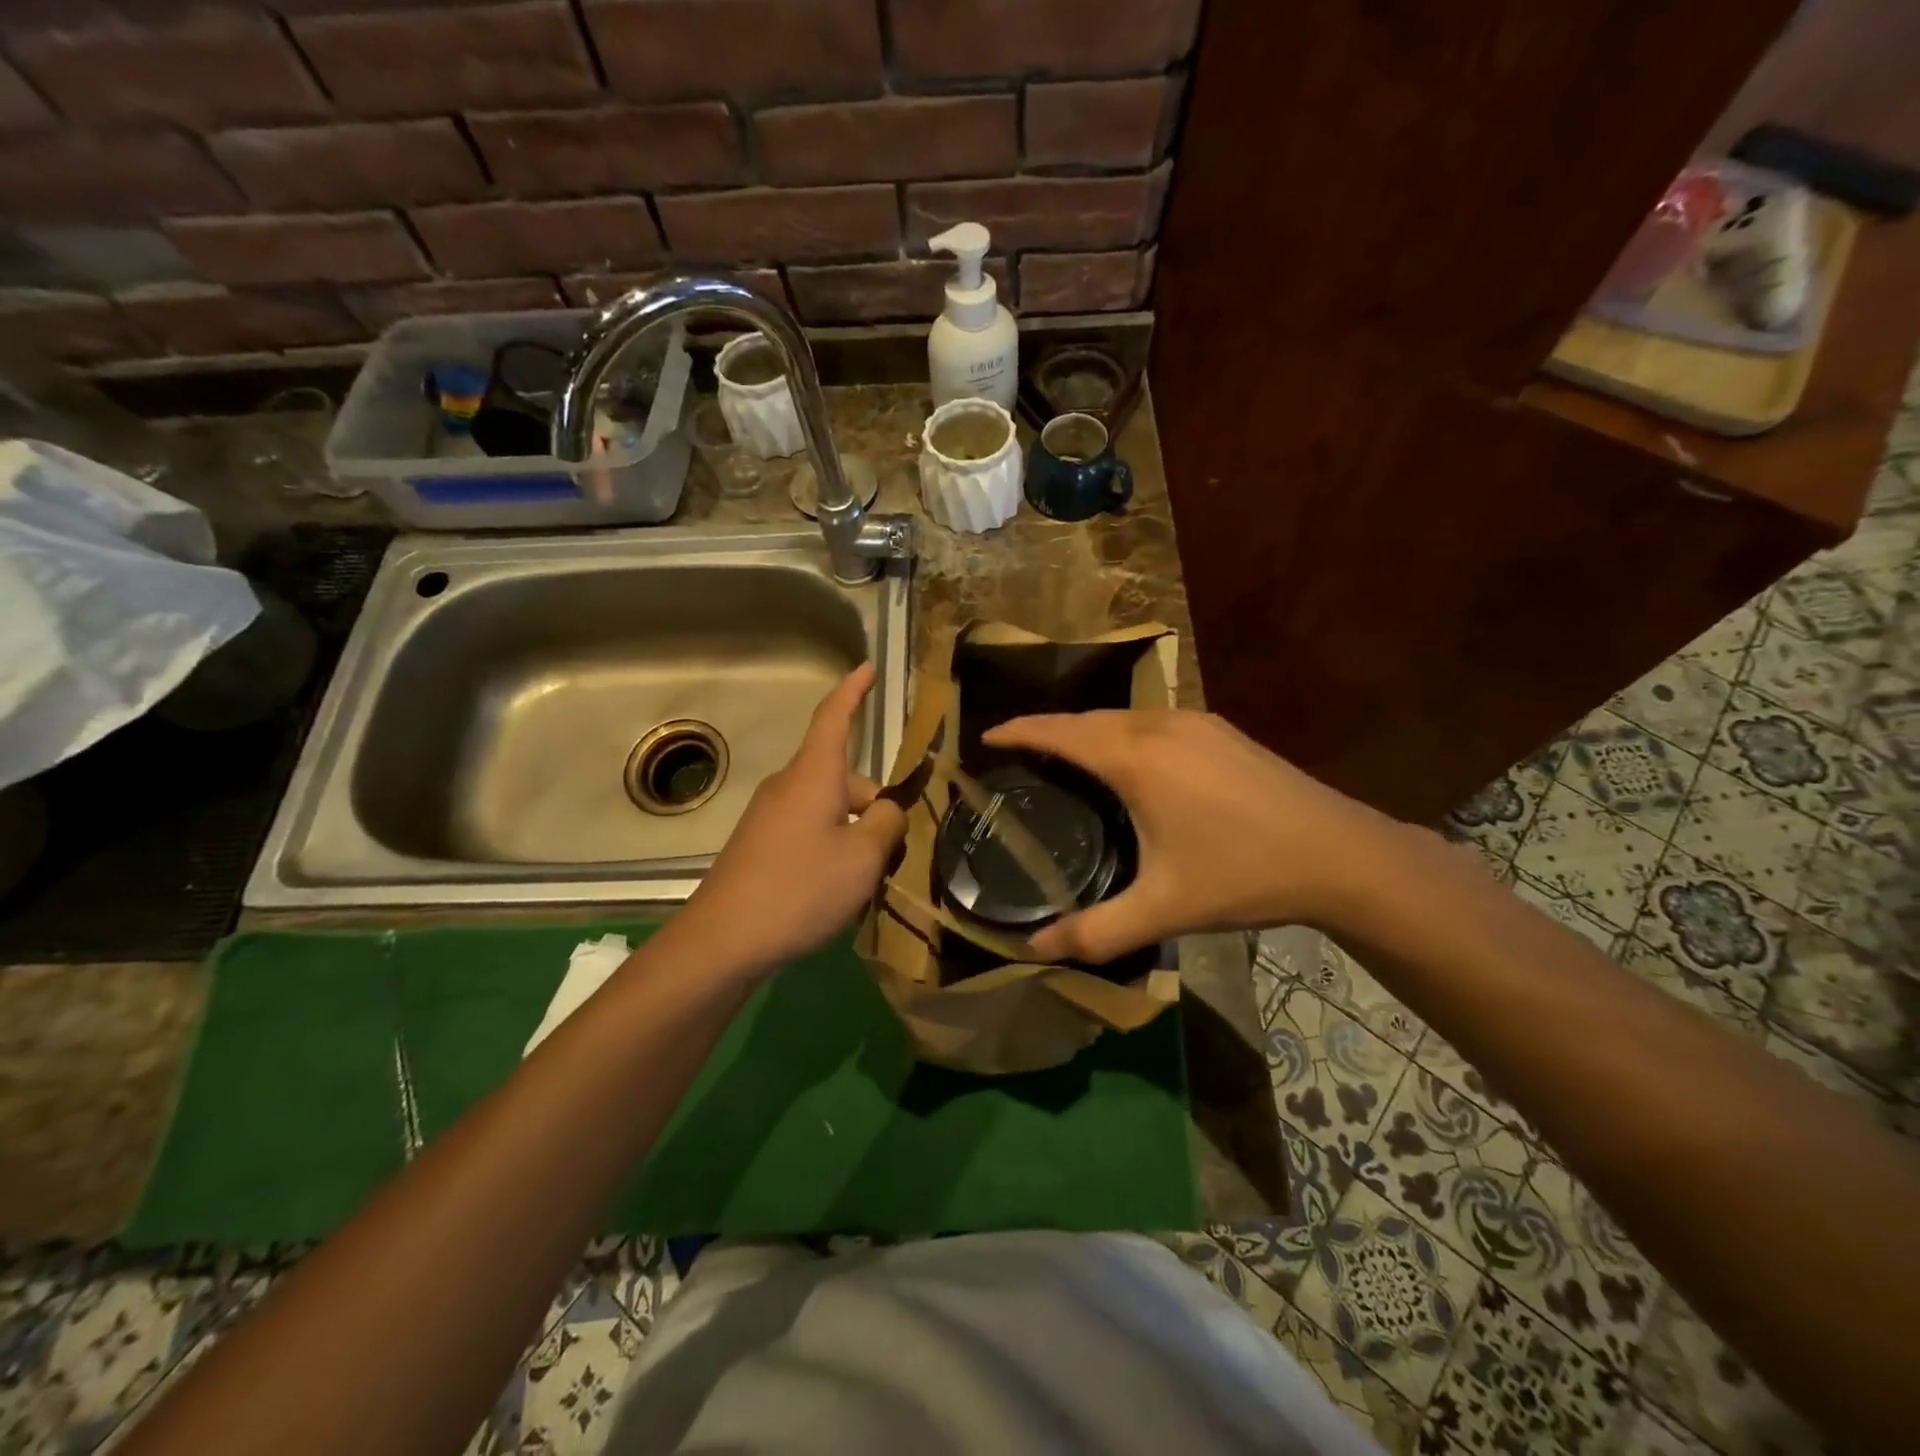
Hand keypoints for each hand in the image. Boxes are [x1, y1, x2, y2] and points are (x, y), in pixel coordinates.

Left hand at [676, 663, 906, 971]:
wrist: (723, 940)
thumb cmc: (800, 887)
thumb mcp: (863, 858)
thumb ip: (888, 824)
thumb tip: (888, 810)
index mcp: (814, 775)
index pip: (834, 718)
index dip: (853, 691)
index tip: (867, 668)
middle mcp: (789, 787)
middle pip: (845, 780)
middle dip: (876, 807)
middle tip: (896, 853)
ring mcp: (770, 817)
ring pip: (830, 810)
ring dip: (856, 834)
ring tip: (868, 881)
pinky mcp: (760, 845)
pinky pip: (809, 832)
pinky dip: (832, 849)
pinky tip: (836, 892)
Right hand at [983, 709, 1406, 962]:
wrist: (1341, 854)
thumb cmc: (1243, 875)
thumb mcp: (1163, 910)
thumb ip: (1095, 931)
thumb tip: (1033, 951)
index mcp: (1136, 759)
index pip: (1060, 732)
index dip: (1019, 730)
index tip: (986, 736)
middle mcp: (1160, 726)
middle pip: (1088, 718)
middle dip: (1048, 728)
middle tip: (1018, 751)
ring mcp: (1196, 723)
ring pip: (1123, 716)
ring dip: (1087, 729)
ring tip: (1065, 755)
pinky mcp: (1222, 730)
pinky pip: (1153, 720)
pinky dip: (1122, 732)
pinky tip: (1129, 760)